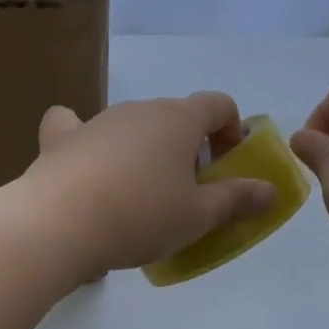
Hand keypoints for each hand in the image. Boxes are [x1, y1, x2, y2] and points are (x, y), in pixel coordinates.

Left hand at [19, 93, 277, 281]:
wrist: (58, 224)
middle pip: (175, 117)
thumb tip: (270, 190)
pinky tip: (83, 163)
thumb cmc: (140, 216)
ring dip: (144, 152)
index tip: (227, 168)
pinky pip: (74, 128)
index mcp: (178, 119)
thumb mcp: (198, 216)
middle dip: (188, 148)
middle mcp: (139, 109)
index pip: (219, 104)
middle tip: (186, 194)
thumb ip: (237, 199)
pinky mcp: (61, 139)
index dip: (232, 132)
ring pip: (132, 126)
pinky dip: (84, 140)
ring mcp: (97, 121)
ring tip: (138, 199)